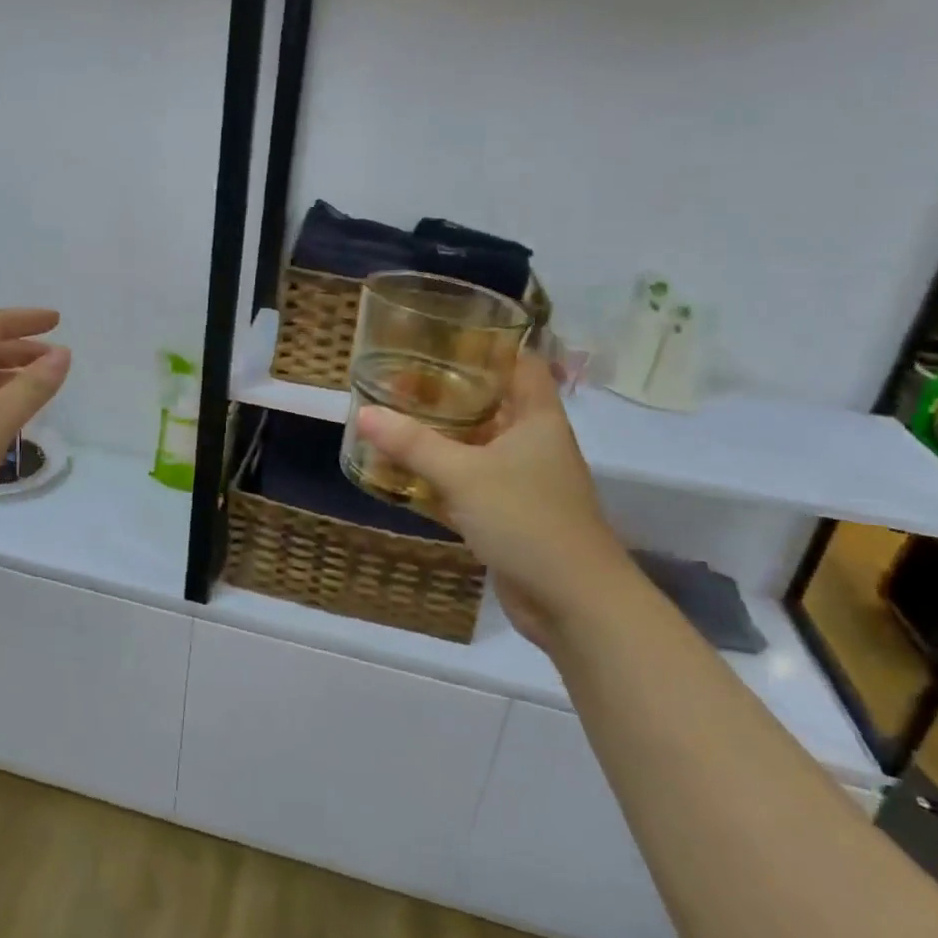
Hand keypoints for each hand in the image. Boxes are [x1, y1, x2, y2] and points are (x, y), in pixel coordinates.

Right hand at [356, 353, 628, 645]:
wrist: (573, 603)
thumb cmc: (527, 520)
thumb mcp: (464, 475)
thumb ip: (413, 444)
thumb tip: (364, 413)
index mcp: (537, 419)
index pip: (521, 364)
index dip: (490, 345)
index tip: (446, 335)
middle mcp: (533, 443)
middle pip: (493, 403)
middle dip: (451, 391)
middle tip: (403, 377)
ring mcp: (523, 482)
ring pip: (478, 446)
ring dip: (443, 436)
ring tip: (396, 417)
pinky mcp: (510, 515)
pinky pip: (471, 484)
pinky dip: (442, 477)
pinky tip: (405, 473)